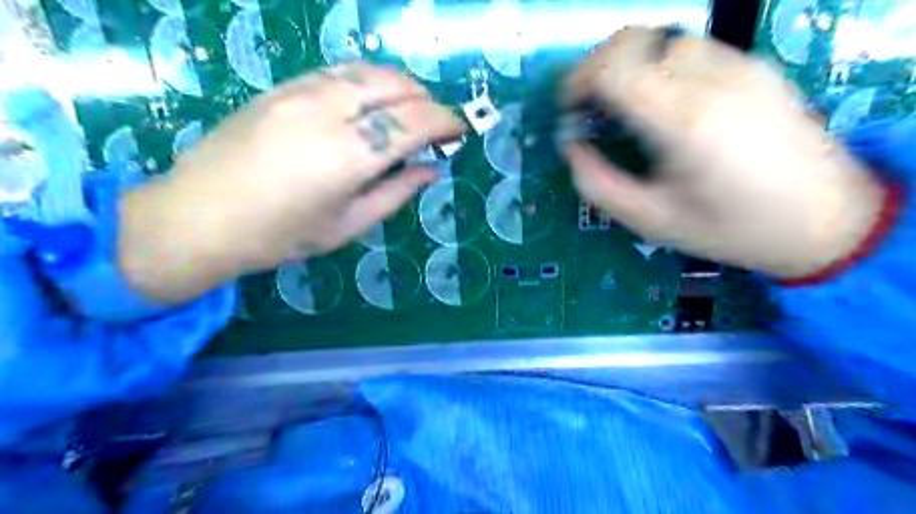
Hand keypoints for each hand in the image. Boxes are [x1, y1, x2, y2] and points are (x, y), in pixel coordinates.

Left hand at [119, 64, 464, 304]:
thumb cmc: (279, 235)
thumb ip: (395, 194)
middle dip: (427, 101)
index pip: (413, 123)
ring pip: (368, 71)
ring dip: (400, 85)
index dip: (445, 122)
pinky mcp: (281, 88)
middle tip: (437, 125)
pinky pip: (338, 71)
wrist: (198, 216)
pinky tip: (372, 99)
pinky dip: (369, 80)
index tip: (460, 130)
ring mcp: (300, 93)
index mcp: (347, 157)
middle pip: (395, 87)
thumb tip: (430, 171)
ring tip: (410, 109)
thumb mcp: (347, 226)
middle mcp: (328, 113)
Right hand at [566, 29, 886, 280]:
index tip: (570, 109)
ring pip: (662, 40)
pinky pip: (692, 51)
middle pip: (634, 40)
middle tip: (589, 105)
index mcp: (683, 123)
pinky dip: (661, 68)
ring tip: (624, 106)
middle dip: (598, 67)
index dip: (577, 81)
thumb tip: (571, 148)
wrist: (826, 220)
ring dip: (631, 66)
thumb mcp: (652, 221)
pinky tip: (664, 104)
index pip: (613, 68)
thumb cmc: (731, 230)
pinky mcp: (756, 68)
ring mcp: (739, 67)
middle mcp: (712, 80)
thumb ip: (599, 185)